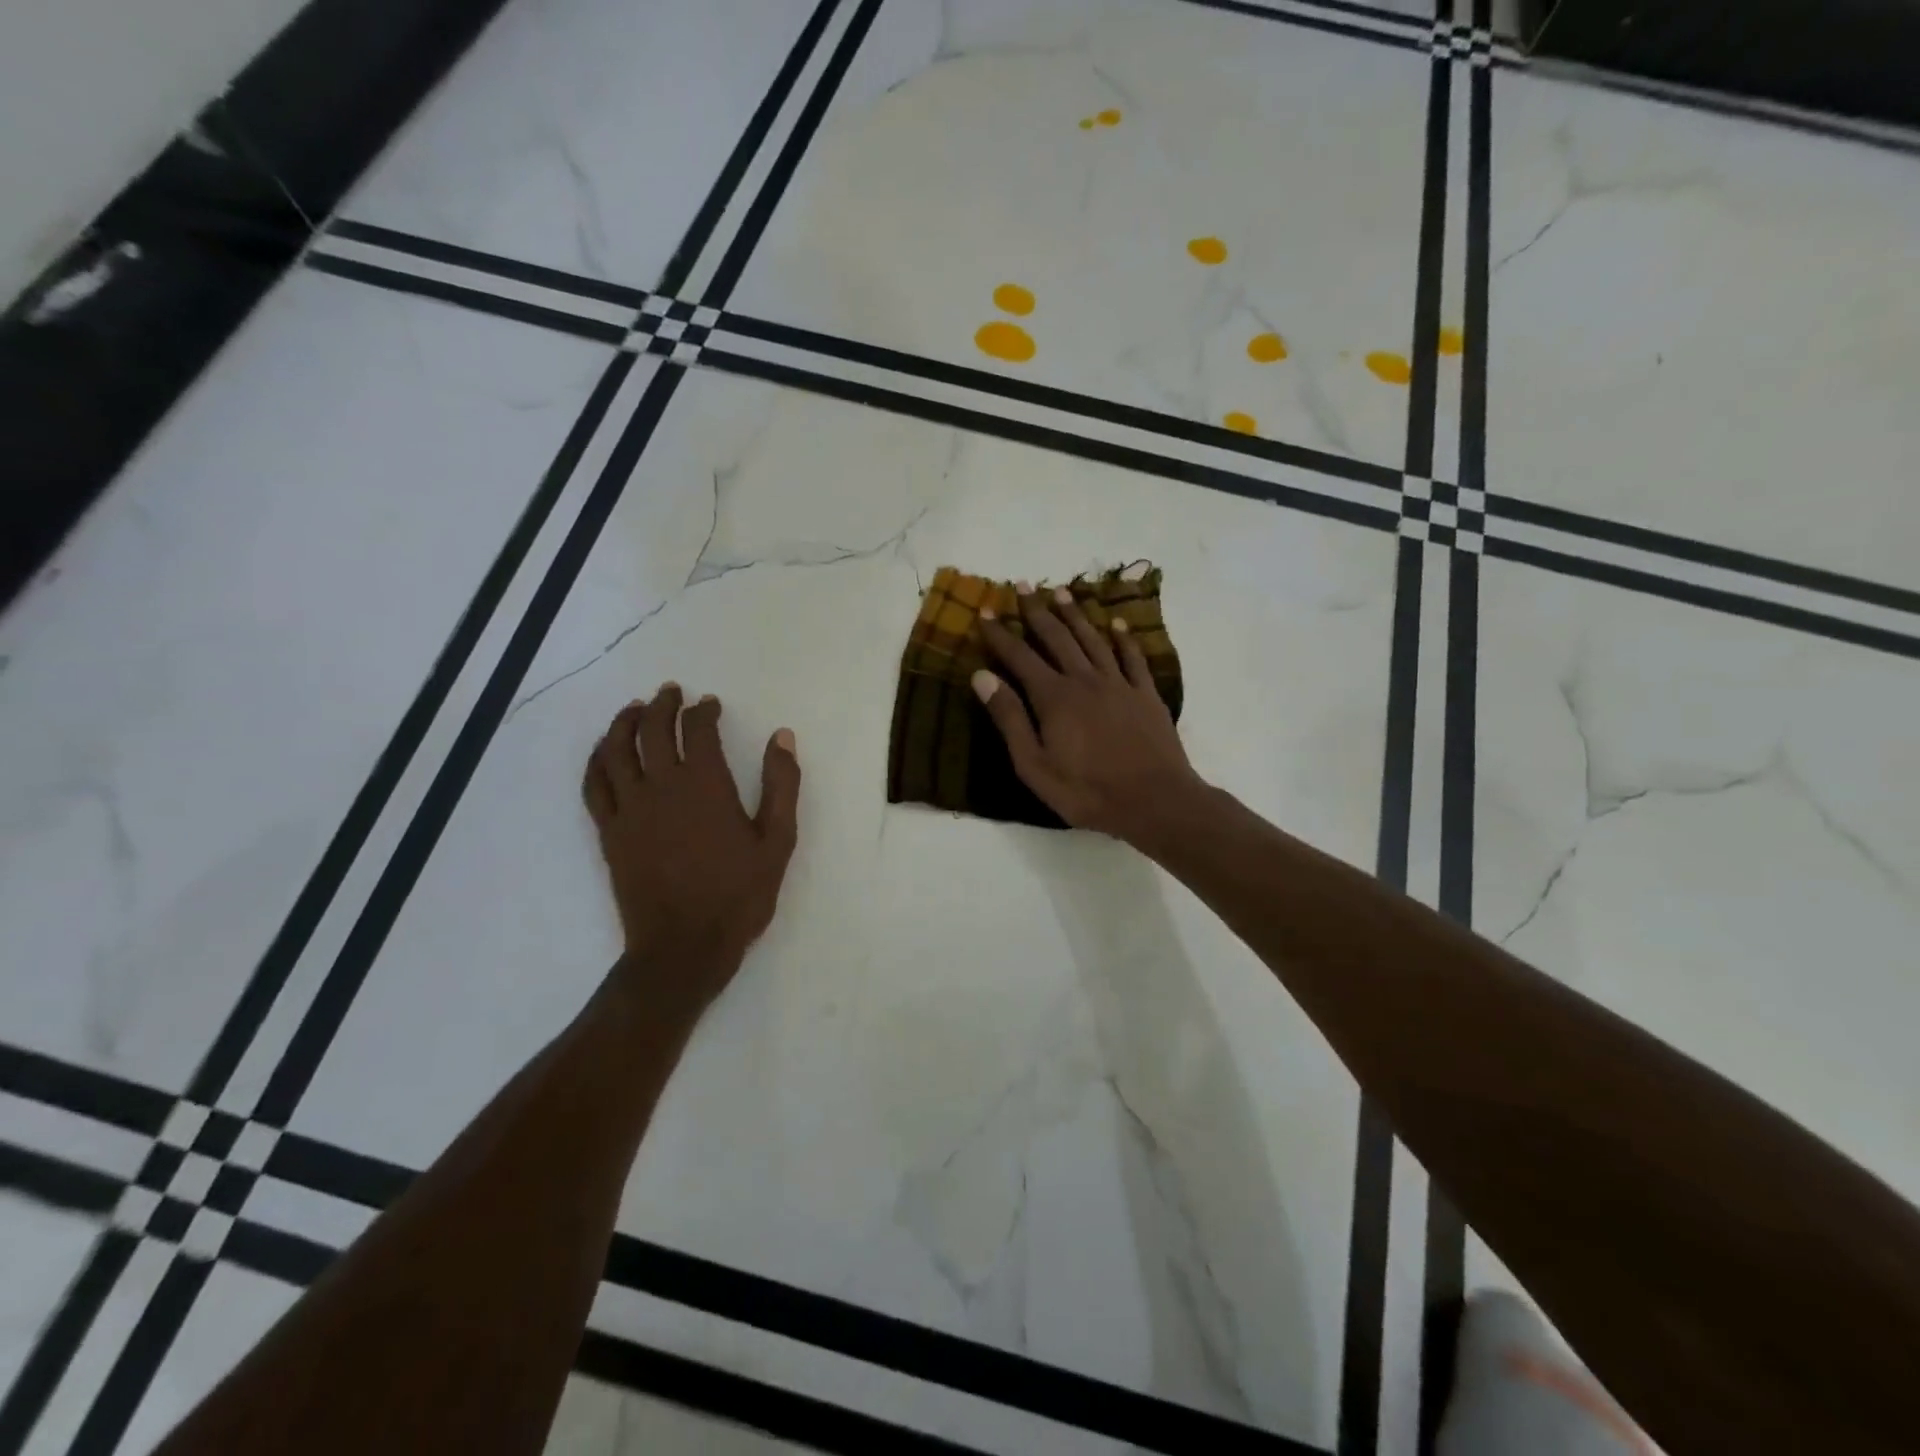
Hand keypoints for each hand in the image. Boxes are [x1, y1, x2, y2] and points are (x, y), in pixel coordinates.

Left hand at [582, 685, 800, 1014]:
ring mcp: (629, 809)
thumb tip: (782, 737)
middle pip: (652, 730)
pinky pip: (594, 783)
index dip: (703, 710)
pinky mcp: (609, 831)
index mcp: (705, 786)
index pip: (697, 730)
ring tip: (634, 709)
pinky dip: (597, 759)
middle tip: (671, 692)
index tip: (710, 704)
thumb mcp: (777, 841)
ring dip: (624, 722)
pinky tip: (604, 752)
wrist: (684, 947)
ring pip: (615, 750)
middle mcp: (661, 787)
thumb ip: (782, 785)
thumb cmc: (738, 896)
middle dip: (662, 704)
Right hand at [974, 585, 1205, 845]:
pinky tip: (1116, 625)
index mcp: (1054, 697)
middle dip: (1037, 611)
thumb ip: (1009, 718)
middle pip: (1057, 638)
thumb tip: (982, 676)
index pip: (1019, 656)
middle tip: (1024, 586)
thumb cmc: (1086, 790)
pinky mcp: (1146, 694)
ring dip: (1076, 615)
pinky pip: (1133, 658)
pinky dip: (1123, 639)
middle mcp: (1085, 680)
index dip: (1000, 633)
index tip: (984, 610)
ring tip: (1062, 593)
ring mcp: (1119, 684)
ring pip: (1093, 640)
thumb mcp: (1034, 764)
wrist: (1154, 800)